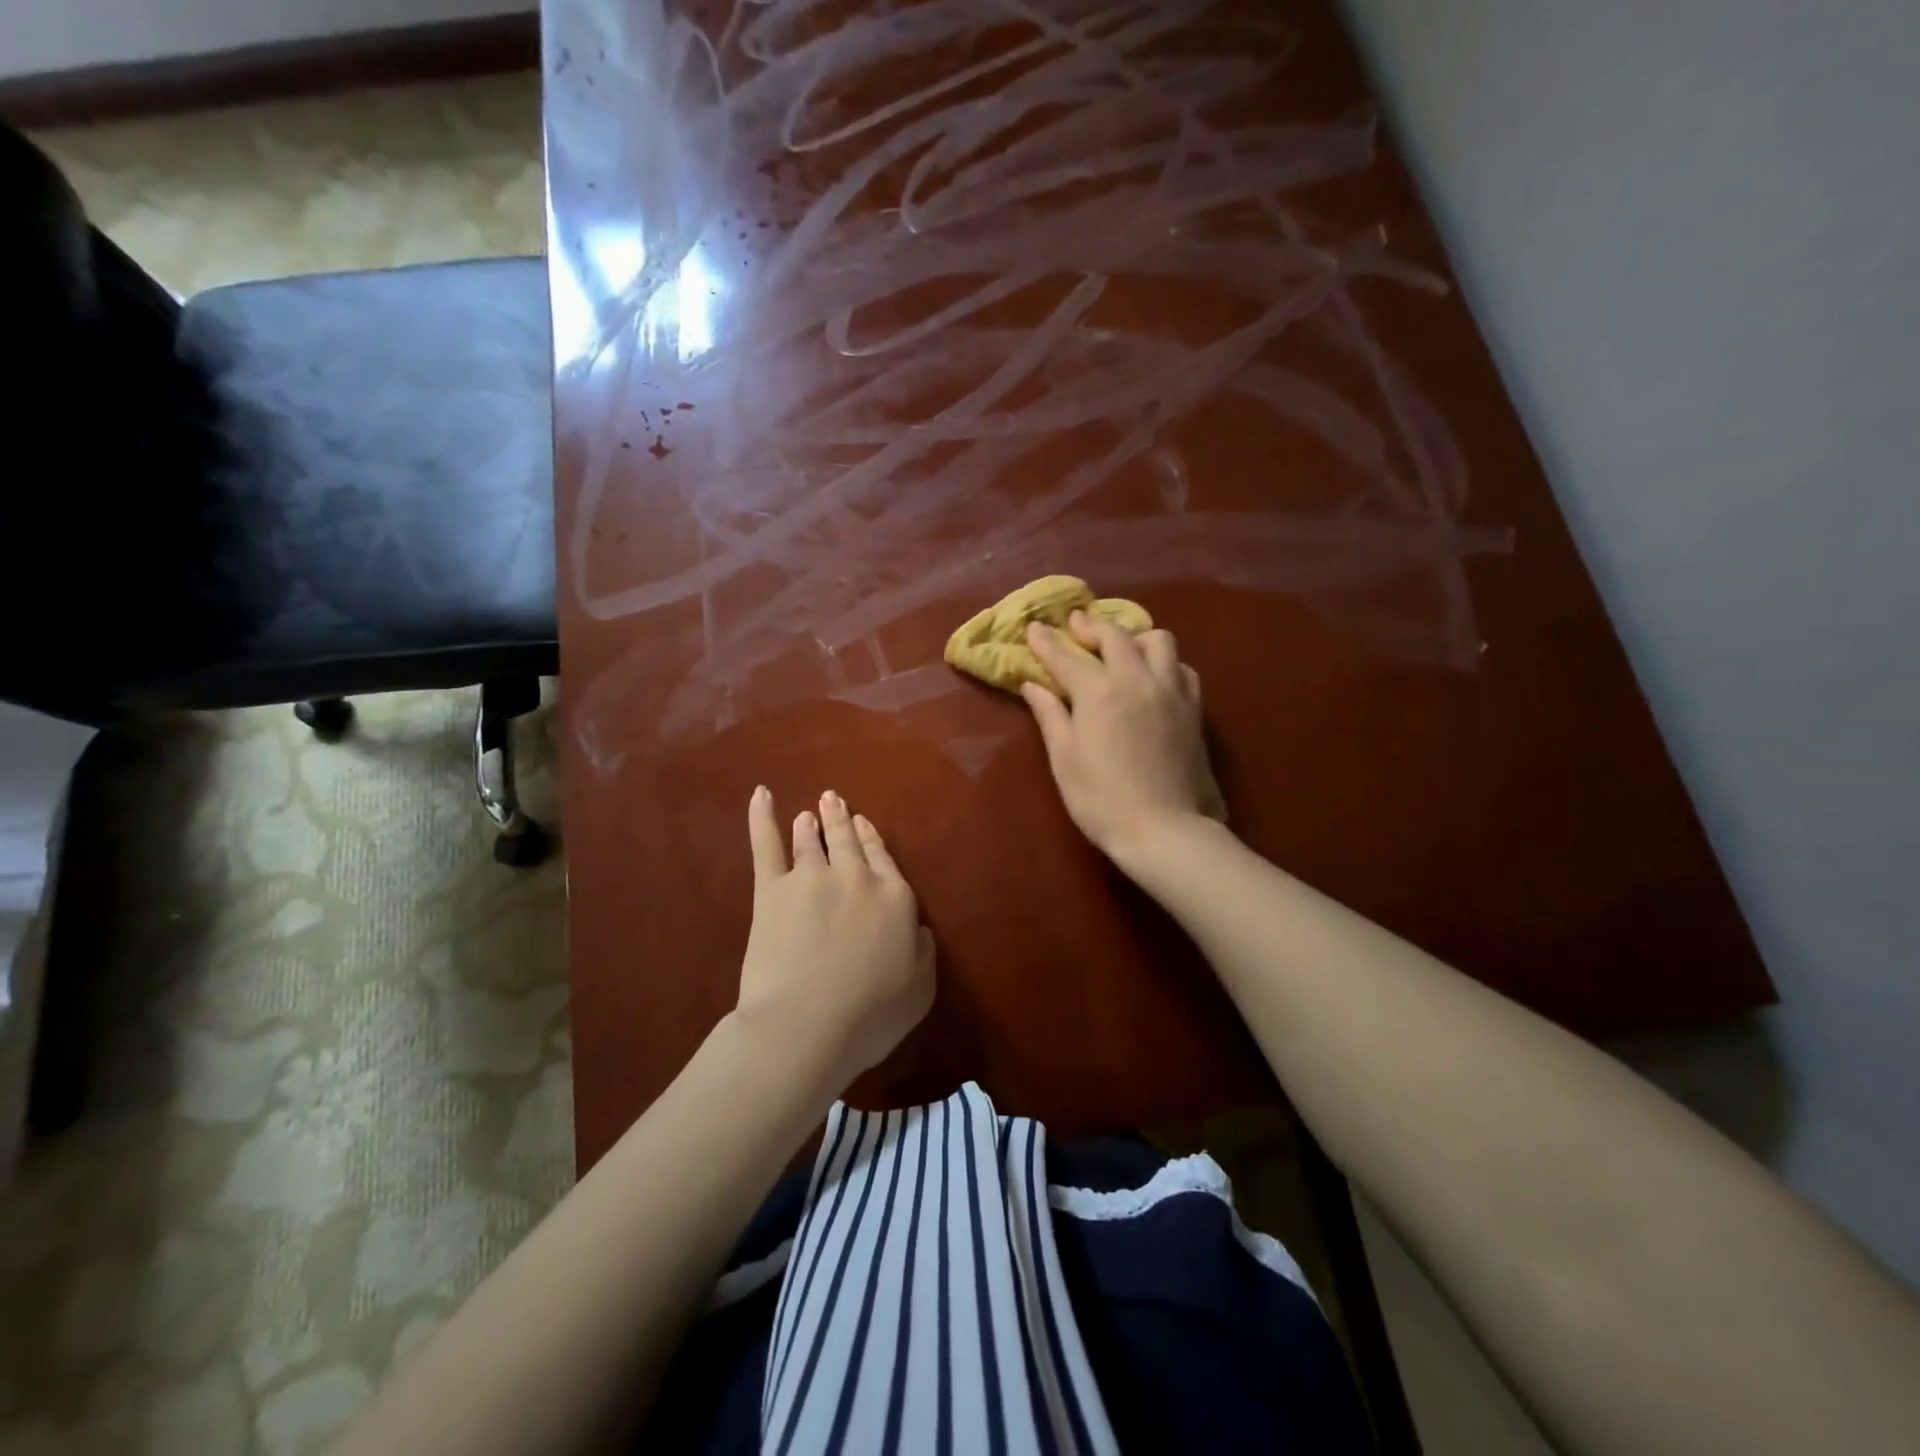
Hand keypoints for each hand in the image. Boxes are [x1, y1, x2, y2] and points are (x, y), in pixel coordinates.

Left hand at [735, 787, 934, 1085]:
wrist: (809, 1024)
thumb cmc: (872, 1015)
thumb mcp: (922, 988)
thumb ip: (923, 950)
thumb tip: (918, 928)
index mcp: (895, 898)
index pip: (884, 861)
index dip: (874, 842)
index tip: (866, 825)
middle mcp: (856, 878)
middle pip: (849, 842)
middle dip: (842, 821)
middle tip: (833, 801)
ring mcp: (811, 878)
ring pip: (811, 841)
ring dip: (810, 824)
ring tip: (807, 813)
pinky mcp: (772, 891)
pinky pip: (765, 845)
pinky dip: (760, 818)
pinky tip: (760, 795)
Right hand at [1023, 612, 1215, 862]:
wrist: (1163, 829)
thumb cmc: (1101, 799)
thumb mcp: (1064, 759)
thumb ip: (1050, 715)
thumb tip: (1033, 685)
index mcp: (1099, 692)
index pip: (1066, 656)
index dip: (1047, 641)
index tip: (1034, 626)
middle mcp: (1137, 679)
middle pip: (1115, 635)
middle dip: (1091, 627)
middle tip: (1076, 628)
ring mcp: (1170, 691)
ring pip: (1158, 640)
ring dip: (1135, 637)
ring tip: (1121, 649)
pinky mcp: (1193, 708)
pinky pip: (1181, 667)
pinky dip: (1164, 662)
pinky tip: (1153, 677)